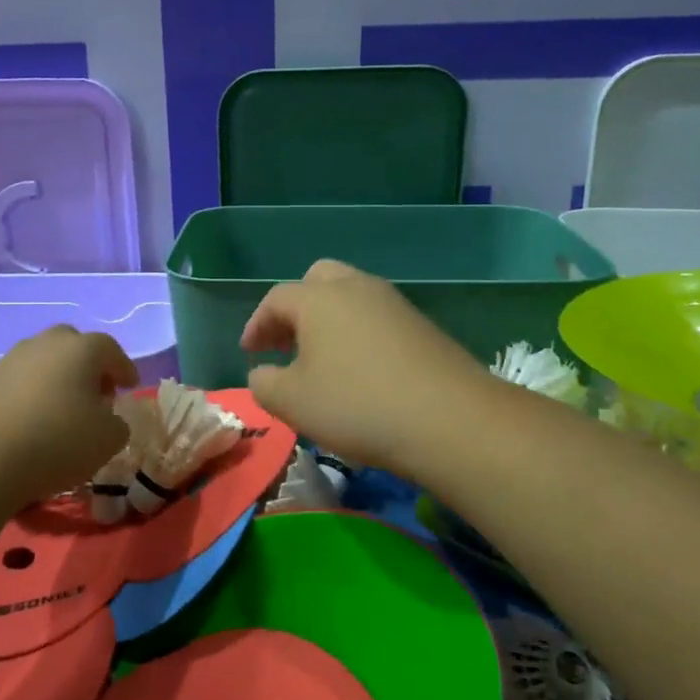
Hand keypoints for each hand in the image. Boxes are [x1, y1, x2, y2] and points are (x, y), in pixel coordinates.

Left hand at [0, 327, 140, 505]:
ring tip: (64, 410)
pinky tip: (34, 420)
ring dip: (58, 379)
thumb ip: (118, 424)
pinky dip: (33, 394)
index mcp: (82, 349)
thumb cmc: (57, 441)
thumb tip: (108, 419)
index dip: (123, 368)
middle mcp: (46, 344)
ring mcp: (11, 360)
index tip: (130, 386)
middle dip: (88, 366)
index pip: (111, 349)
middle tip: (97, 394)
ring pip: (44, 361)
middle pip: (74, 345)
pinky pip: (21, 381)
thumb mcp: (108, 440)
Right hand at [241, 260, 487, 478]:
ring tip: (322, 359)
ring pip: (351, 296)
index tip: (249, 351)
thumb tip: (263, 373)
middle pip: (317, 280)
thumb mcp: (293, 402)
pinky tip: (360, 370)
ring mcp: (394, 303)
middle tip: (286, 342)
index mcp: (318, 298)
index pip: (276, 299)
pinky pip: (377, 318)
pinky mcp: (422, 325)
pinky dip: (359, 333)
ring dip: (329, 320)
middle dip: (296, 308)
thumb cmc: (357, 404)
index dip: (257, 324)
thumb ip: (264, 384)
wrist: (450, 419)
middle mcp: (356, 288)